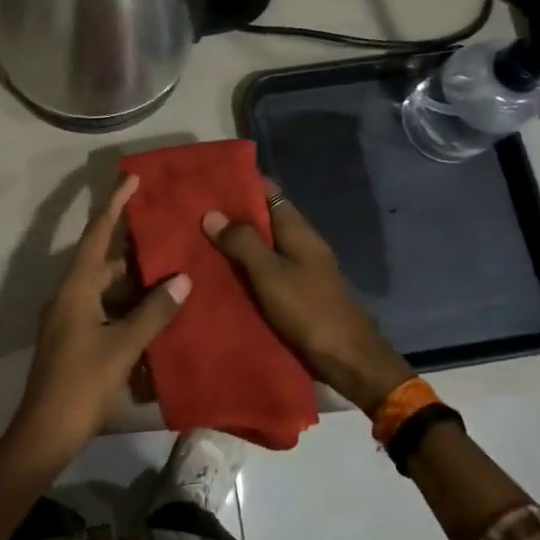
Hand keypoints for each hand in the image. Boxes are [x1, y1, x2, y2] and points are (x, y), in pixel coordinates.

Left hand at [7, 175, 190, 465]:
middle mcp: (69, 296)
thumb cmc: (82, 384)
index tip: (131, 178)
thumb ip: (153, 312)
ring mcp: (68, 318)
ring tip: (169, 274)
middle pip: (102, 261)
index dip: (114, 205)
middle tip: (167, 236)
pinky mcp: (74, 338)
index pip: (97, 235)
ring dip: (133, 282)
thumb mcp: (123, 347)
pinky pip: (103, 309)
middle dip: (133, 249)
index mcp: (75, 289)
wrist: (45, 432)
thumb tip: (182, 278)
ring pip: (105, 288)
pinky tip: (153, 314)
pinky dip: (126, 306)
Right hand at [203, 190, 413, 415]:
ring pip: (261, 246)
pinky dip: (243, 268)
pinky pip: (263, 271)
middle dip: (231, 214)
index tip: (207, 179)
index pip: (268, 192)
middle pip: (263, 218)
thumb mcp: (270, 273)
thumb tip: (211, 212)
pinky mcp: (294, 293)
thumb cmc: (309, 310)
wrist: (347, 359)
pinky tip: (217, 273)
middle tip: (191, 211)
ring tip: (195, 239)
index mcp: (297, 230)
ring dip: (234, 242)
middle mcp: (299, 243)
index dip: (241, 182)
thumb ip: (242, 242)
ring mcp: (299, 269)